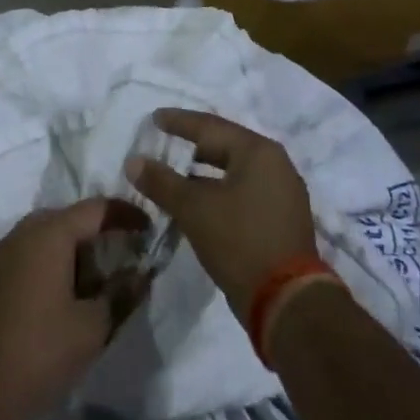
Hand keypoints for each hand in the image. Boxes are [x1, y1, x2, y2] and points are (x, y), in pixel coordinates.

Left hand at [0, 198, 150, 419]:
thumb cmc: (44, 350)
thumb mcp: (94, 325)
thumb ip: (121, 293)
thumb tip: (142, 273)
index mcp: (49, 234)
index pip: (95, 208)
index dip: (126, 214)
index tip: (149, 229)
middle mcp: (22, 232)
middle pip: (69, 218)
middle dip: (99, 233)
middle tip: (125, 257)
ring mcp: (2, 253)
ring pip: (47, 235)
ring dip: (75, 250)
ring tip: (97, 281)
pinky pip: (30, 253)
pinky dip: (53, 262)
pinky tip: (65, 294)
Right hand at [128, 109, 316, 318]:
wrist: (286, 301)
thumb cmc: (239, 241)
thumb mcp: (193, 208)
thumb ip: (161, 182)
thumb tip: (133, 161)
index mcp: (258, 152)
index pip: (210, 126)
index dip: (179, 122)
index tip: (154, 118)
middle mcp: (275, 165)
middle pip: (225, 146)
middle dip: (192, 146)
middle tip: (163, 142)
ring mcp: (281, 193)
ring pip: (233, 171)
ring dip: (203, 172)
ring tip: (174, 173)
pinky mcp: (280, 219)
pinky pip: (242, 192)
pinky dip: (217, 191)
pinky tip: (196, 202)